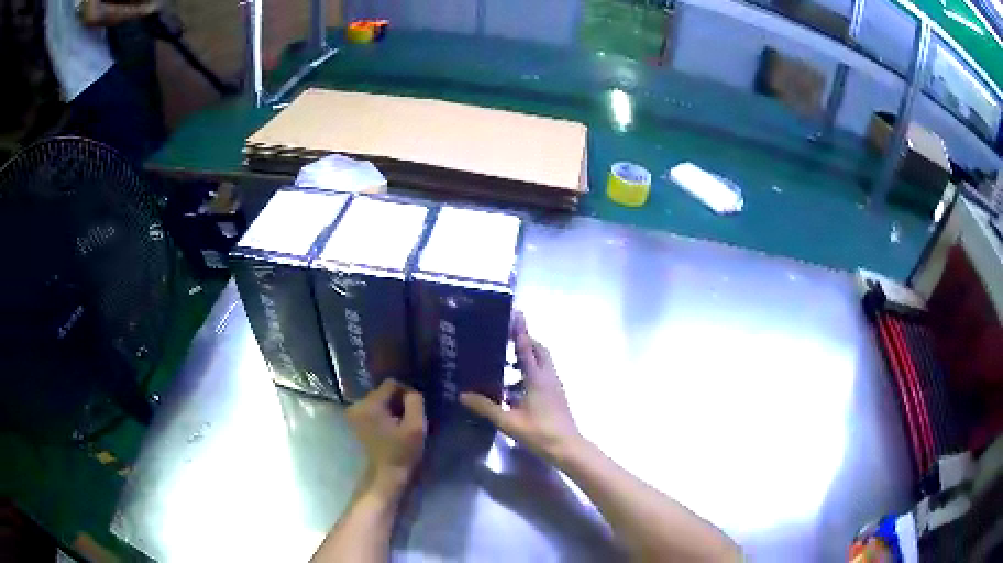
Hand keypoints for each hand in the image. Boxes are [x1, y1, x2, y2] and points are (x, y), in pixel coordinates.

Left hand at [345, 379, 426, 497]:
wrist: (386, 474)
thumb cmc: (402, 452)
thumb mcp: (416, 426)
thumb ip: (415, 402)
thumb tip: (411, 392)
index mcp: (370, 404)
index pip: (391, 384)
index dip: (406, 393)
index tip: (415, 409)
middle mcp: (358, 405)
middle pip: (383, 392)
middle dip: (398, 401)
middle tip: (410, 417)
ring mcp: (355, 414)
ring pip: (379, 400)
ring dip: (392, 408)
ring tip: (402, 424)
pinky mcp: (356, 422)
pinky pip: (373, 409)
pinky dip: (384, 415)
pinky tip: (393, 428)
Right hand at [460, 312, 580, 463]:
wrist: (567, 448)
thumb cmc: (539, 433)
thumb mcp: (508, 422)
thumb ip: (486, 407)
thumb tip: (463, 395)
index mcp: (537, 379)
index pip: (528, 348)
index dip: (521, 330)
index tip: (516, 313)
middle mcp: (548, 377)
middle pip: (540, 351)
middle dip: (525, 342)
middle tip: (506, 340)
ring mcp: (555, 386)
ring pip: (543, 363)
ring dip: (527, 359)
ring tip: (506, 365)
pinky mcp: (557, 395)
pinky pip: (543, 375)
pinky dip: (530, 374)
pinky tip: (514, 390)